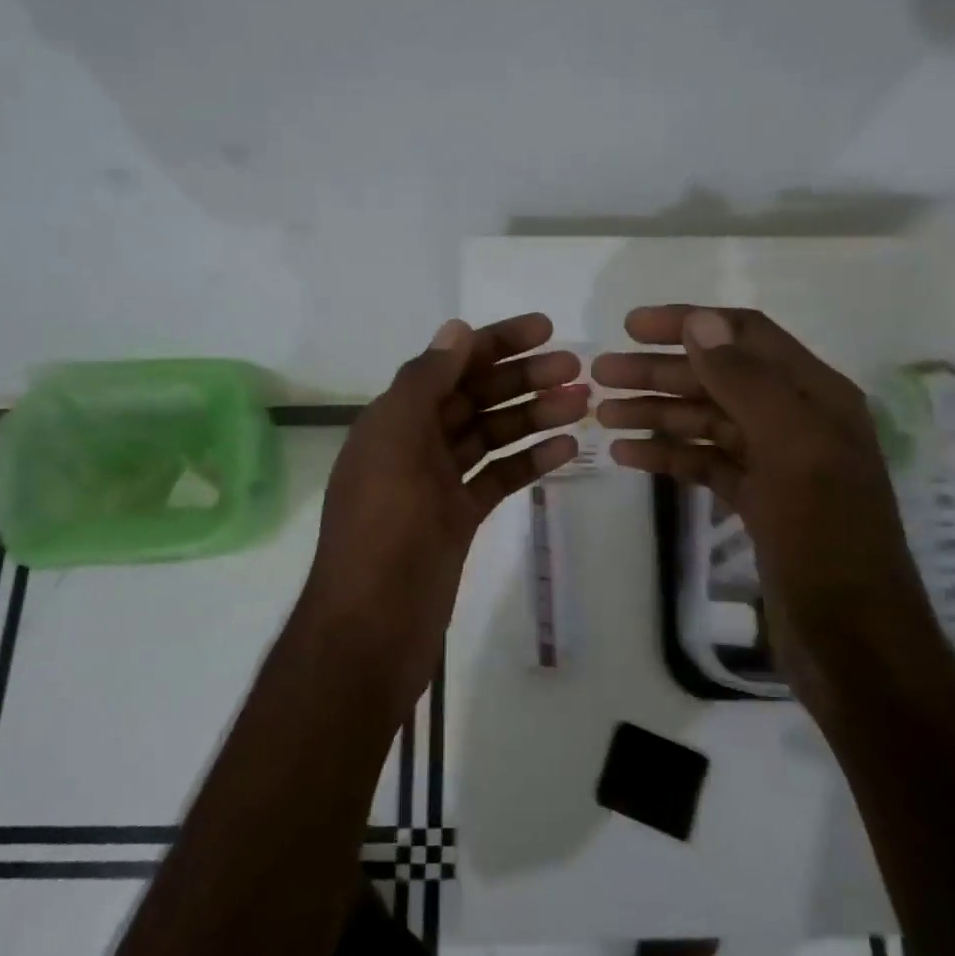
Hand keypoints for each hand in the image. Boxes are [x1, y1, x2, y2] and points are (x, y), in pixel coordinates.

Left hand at [305, 314, 587, 711]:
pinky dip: (529, 460)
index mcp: (393, 420)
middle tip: (575, 366)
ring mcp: (438, 483)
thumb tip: (456, 329)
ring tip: (582, 402)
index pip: (449, 364)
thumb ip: (425, 383)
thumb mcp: (395, 443)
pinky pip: (498, 478)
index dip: (494, 343)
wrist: (372, 627)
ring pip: (492, 436)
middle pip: (475, 397)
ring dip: (534, 415)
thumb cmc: (382, 528)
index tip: (544, 328)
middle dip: (522, 377)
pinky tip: (567, 447)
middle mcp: (414, 444)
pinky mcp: (459, 519)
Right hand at [593, 306, 933, 697]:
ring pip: (706, 422)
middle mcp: (796, 420)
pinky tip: (626, 455)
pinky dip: (667, 455)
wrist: (853, 643)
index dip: (689, 324)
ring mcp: (776, 464)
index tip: (630, 326)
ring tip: (603, 413)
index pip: (745, 337)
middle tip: (600, 374)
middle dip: (659, 371)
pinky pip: (705, 464)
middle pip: (718, 379)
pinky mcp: (757, 502)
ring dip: (656, 412)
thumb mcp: (791, 450)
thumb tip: (701, 323)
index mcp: (815, 396)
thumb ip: (746, 382)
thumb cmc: (827, 539)